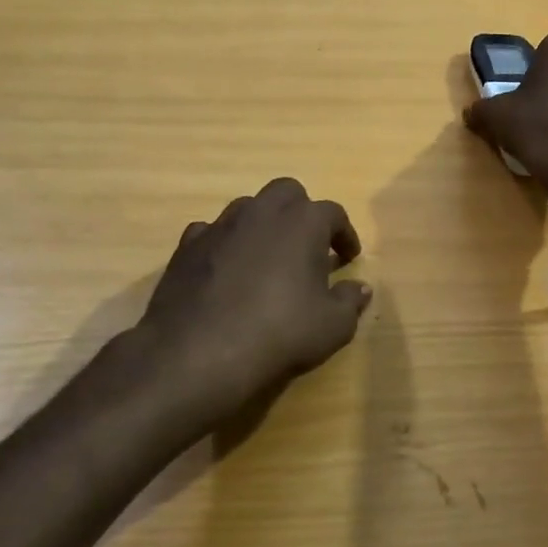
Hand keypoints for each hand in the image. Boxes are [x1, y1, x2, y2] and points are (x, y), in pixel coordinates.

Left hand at [134, 178, 371, 433]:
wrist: (196, 353)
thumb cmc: (278, 334)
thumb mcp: (331, 327)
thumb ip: (350, 301)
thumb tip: (360, 287)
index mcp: (303, 222)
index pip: (333, 214)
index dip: (345, 235)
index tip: (348, 257)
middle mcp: (262, 211)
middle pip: (288, 193)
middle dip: (301, 213)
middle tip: (307, 246)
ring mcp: (220, 225)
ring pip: (248, 207)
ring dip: (263, 225)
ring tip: (267, 258)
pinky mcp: (187, 245)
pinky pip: (212, 232)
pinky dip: (225, 244)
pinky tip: (226, 270)